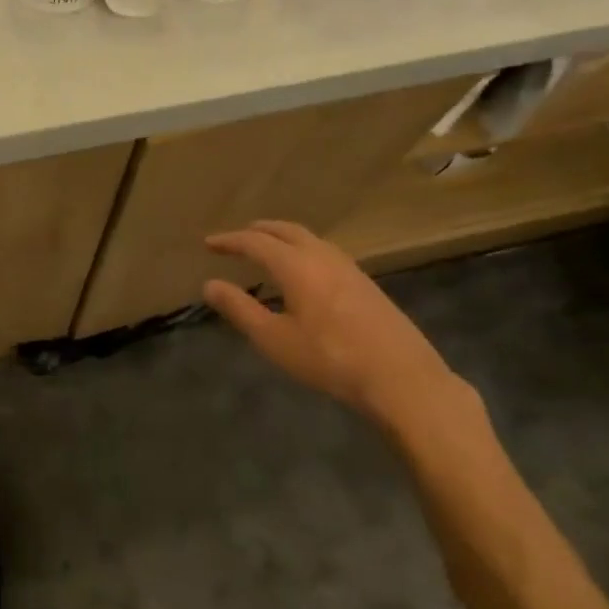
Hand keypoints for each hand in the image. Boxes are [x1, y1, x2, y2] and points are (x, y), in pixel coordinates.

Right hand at [203, 220, 469, 436]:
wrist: (400, 377)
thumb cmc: (329, 359)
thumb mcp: (274, 339)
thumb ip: (240, 309)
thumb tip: (210, 285)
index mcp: (296, 266)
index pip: (255, 242)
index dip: (230, 241)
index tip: (208, 244)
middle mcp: (322, 256)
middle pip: (285, 230)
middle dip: (258, 231)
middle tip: (237, 238)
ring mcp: (349, 268)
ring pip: (309, 238)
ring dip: (283, 236)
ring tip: (267, 247)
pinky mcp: (365, 283)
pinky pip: (325, 251)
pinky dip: (303, 249)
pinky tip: (304, 270)